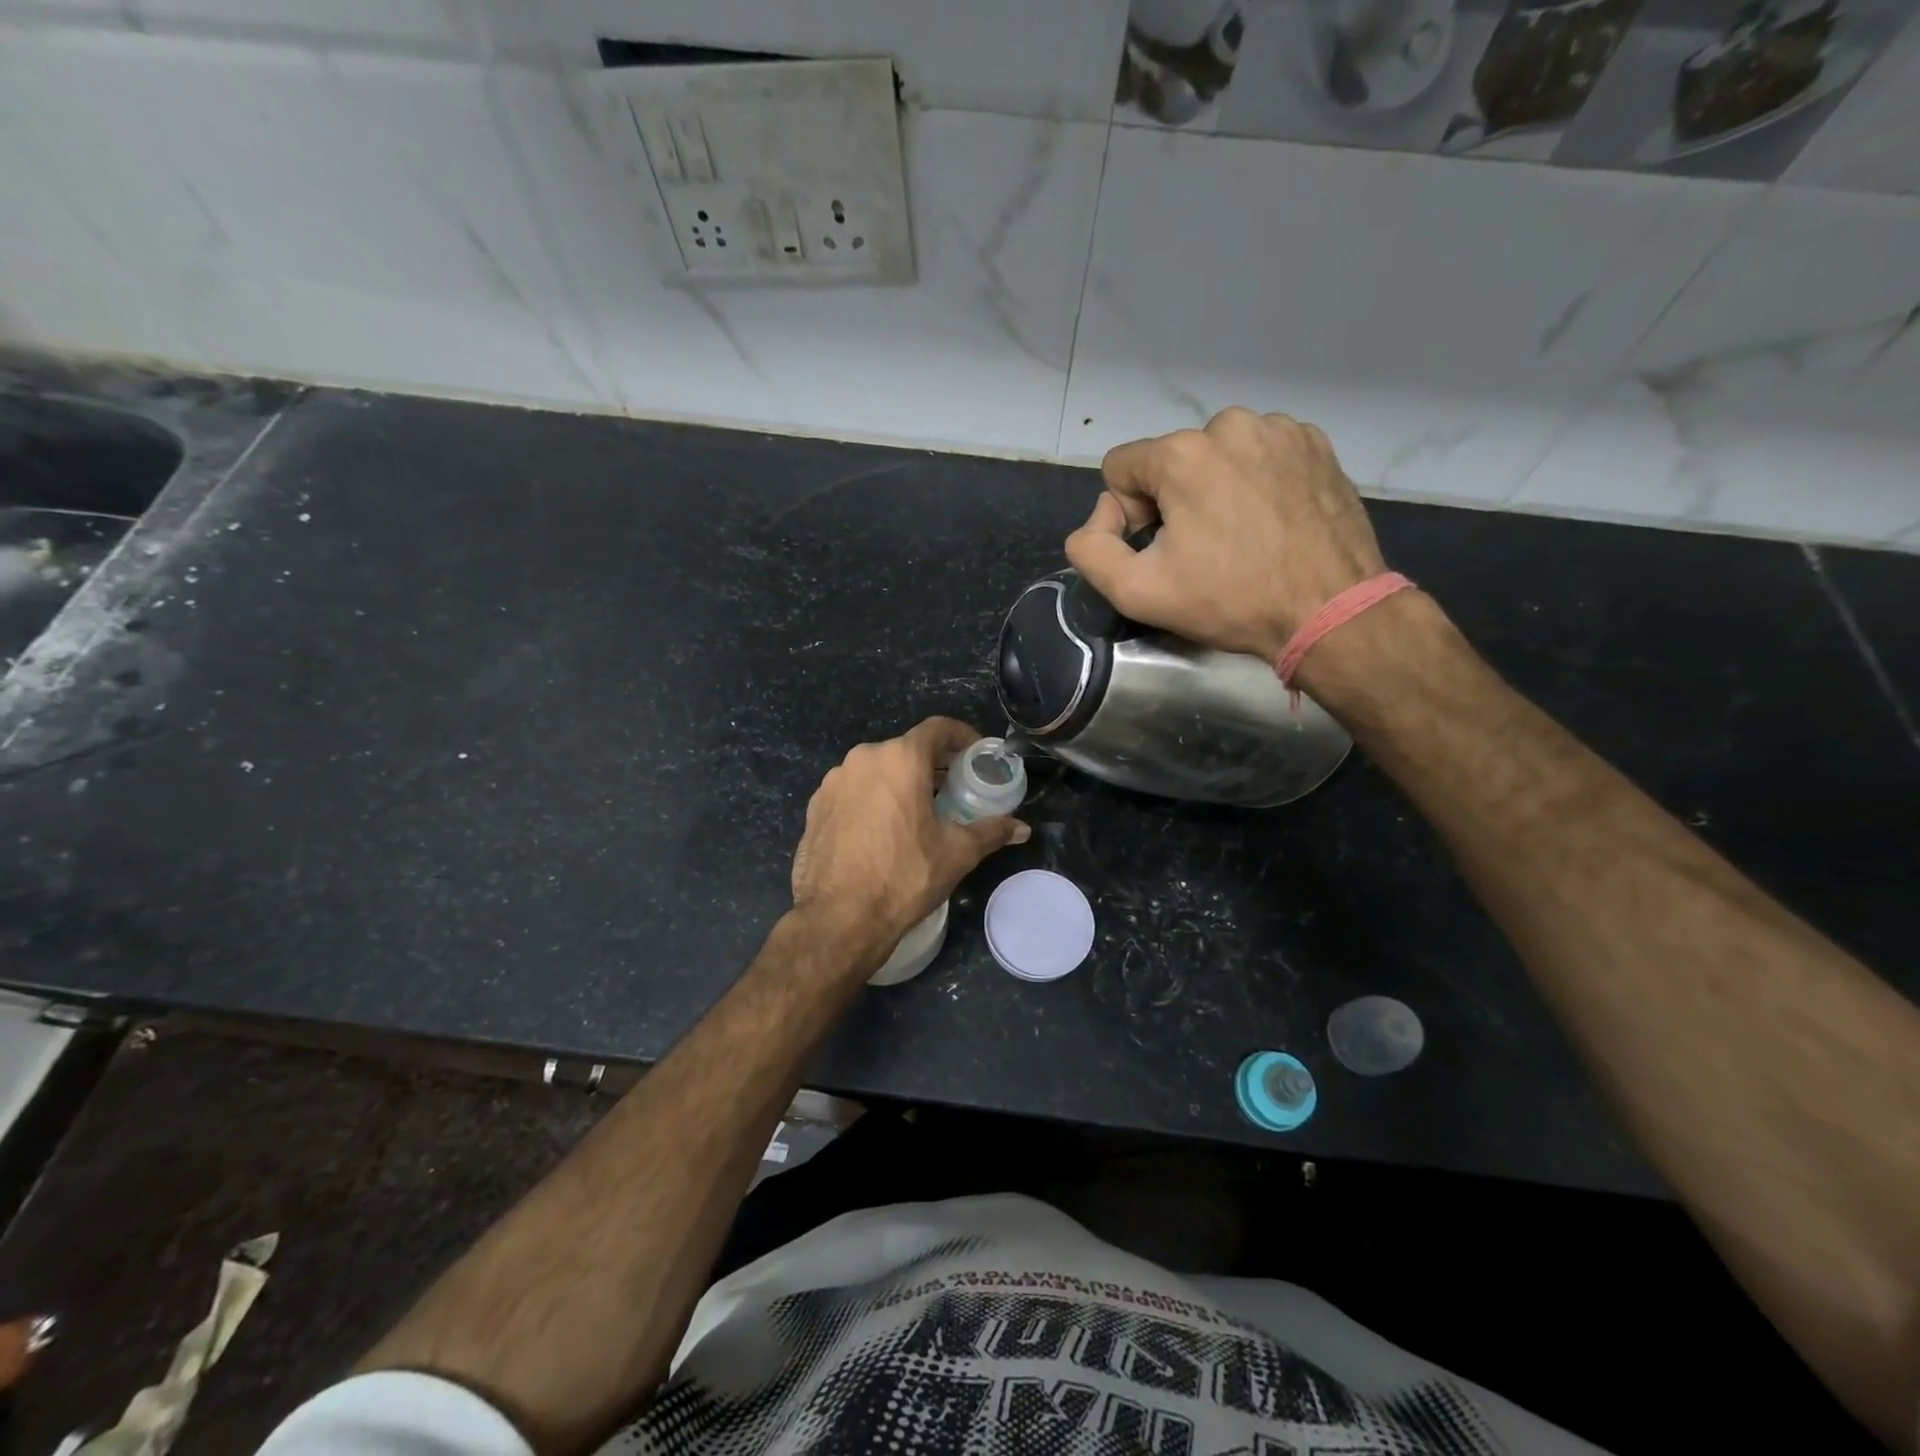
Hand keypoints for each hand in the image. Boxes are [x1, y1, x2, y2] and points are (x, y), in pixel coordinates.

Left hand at [791, 717, 1029, 967]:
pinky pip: (853, 791)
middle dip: (933, 764)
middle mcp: (863, 759)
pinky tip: (883, 830)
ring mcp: (833, 782)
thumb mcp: (957, 853)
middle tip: (954, 788)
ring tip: (919, 811)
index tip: (977, 755)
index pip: (938, 729)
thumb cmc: (904, 876)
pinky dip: (873, 799)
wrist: (838, 918)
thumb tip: (1022, 828)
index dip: (963, 737)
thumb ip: (991, 832)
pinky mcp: (815, 807)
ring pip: (877, 770)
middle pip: (906, 749)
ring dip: (900, 782)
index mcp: (899, 759)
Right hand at [1065, 408, 1386, 662]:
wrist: (1330, 611)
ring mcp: (1280, 430)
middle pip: (1170, 461)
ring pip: (1217, 456)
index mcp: (1182, 453)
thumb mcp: (1136, 591)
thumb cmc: (1230, 601)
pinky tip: (1271, 522)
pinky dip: (1256, 483)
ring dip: (1215, 490)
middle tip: (1203, 550)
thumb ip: (1089, 549)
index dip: (1128, 514)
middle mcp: (1230, 424)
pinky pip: (1261, 456)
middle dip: (1174, 500)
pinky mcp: (1316, 445)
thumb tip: (1100, 518)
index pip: (1121, 468)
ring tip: (1241, 537)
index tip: (1160, 550)